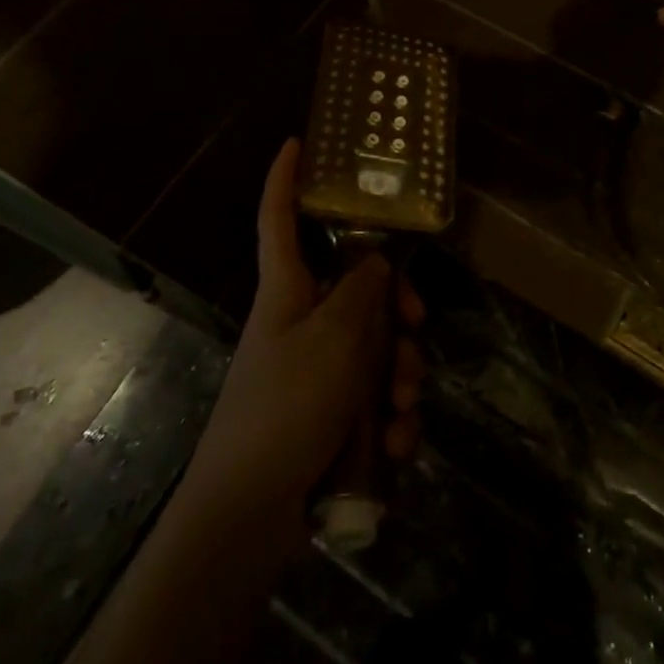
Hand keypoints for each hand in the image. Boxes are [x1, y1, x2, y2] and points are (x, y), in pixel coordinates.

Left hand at [183, 140, 425, 516]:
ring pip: (375, 346)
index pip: (279, 218)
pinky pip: (372, 398)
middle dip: (396, 308)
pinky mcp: (329, 415)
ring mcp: (316, 370)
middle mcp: (302, 321)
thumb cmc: (283, 410)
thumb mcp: (332, 340)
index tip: (296, 142)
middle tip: (415, 328)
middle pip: (358, 286)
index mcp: (287, 290)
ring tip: (400, 410)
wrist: (247, 520)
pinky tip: (393, 446)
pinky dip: (389, 419)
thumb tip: (376, 260)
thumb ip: (361, 292)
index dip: (285, 178)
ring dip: (400, 375)